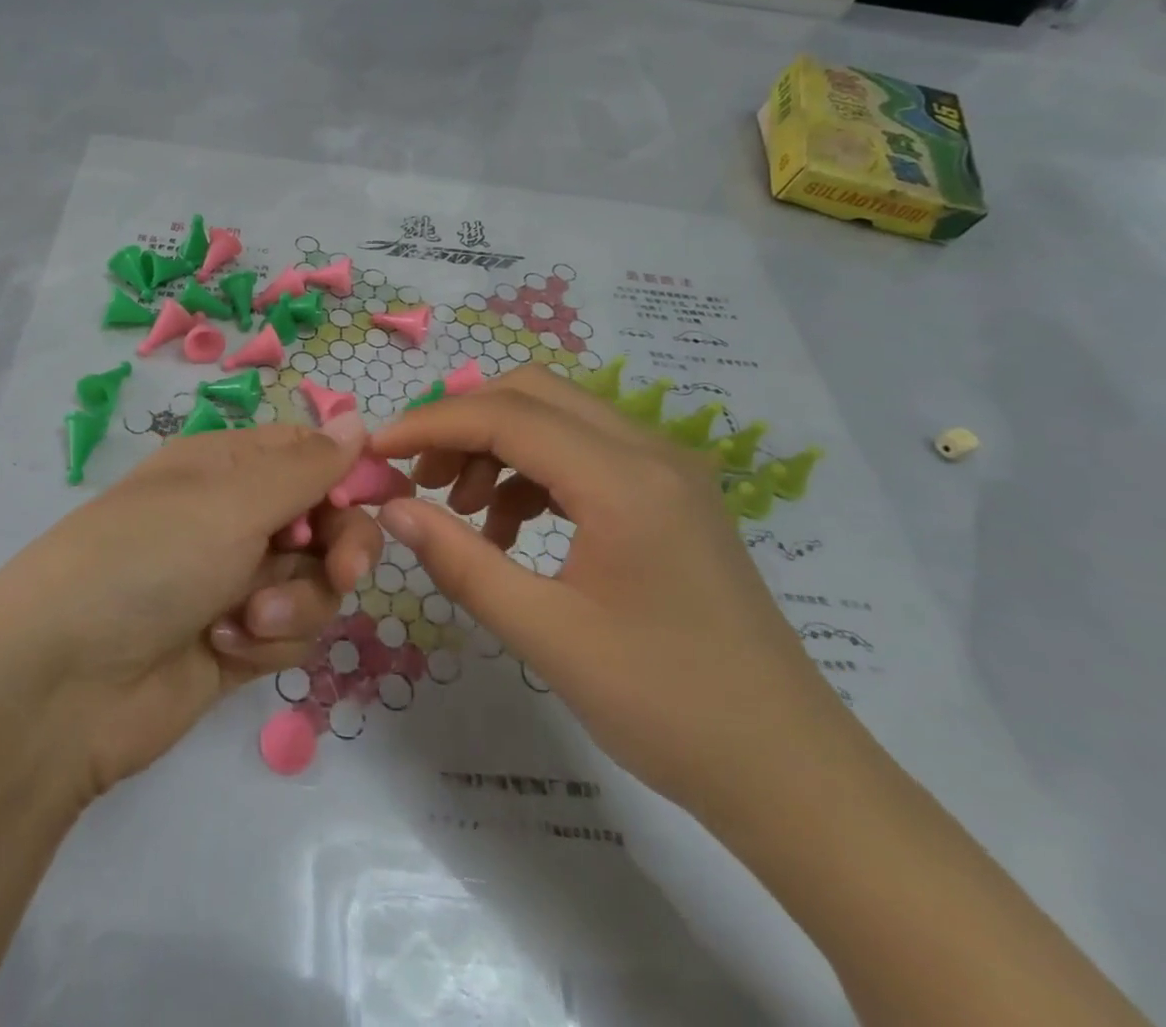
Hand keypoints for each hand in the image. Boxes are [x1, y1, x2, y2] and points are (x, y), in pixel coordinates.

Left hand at [0, 414, 377, 1005]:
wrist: (62, 685)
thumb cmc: (148, 559)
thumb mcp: (230, 500)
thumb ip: (306, 466)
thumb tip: (357, 419)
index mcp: (225, 467)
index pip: (308, 454)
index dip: (348, 475)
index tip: (384, 498)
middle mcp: (232, 517)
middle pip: (325, 520)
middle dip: (339, 547)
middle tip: (341, 571)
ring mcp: (234, 582)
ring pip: (314, 581)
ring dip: (295, 600)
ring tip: (246, 616)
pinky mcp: (236, 643)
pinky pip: (289, 631)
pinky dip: (268, 639)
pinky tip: (222, 647)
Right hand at [369, 365, 850, 820]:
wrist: (788, 771)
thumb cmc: (666, 707)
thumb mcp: (546, 635)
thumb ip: (460, 561)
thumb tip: (393, 509)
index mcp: (624, 479)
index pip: (506, 415)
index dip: (431, 423)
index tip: (376, 451)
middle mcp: (650, 451)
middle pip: (532, 394)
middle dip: (462, 423)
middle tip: (417, 476)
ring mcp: (666, 468)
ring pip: (557, 417)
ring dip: (496, 446)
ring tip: (459, 509)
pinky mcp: (669, 494)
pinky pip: (582, 452)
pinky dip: (531, 472)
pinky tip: (509, 529)